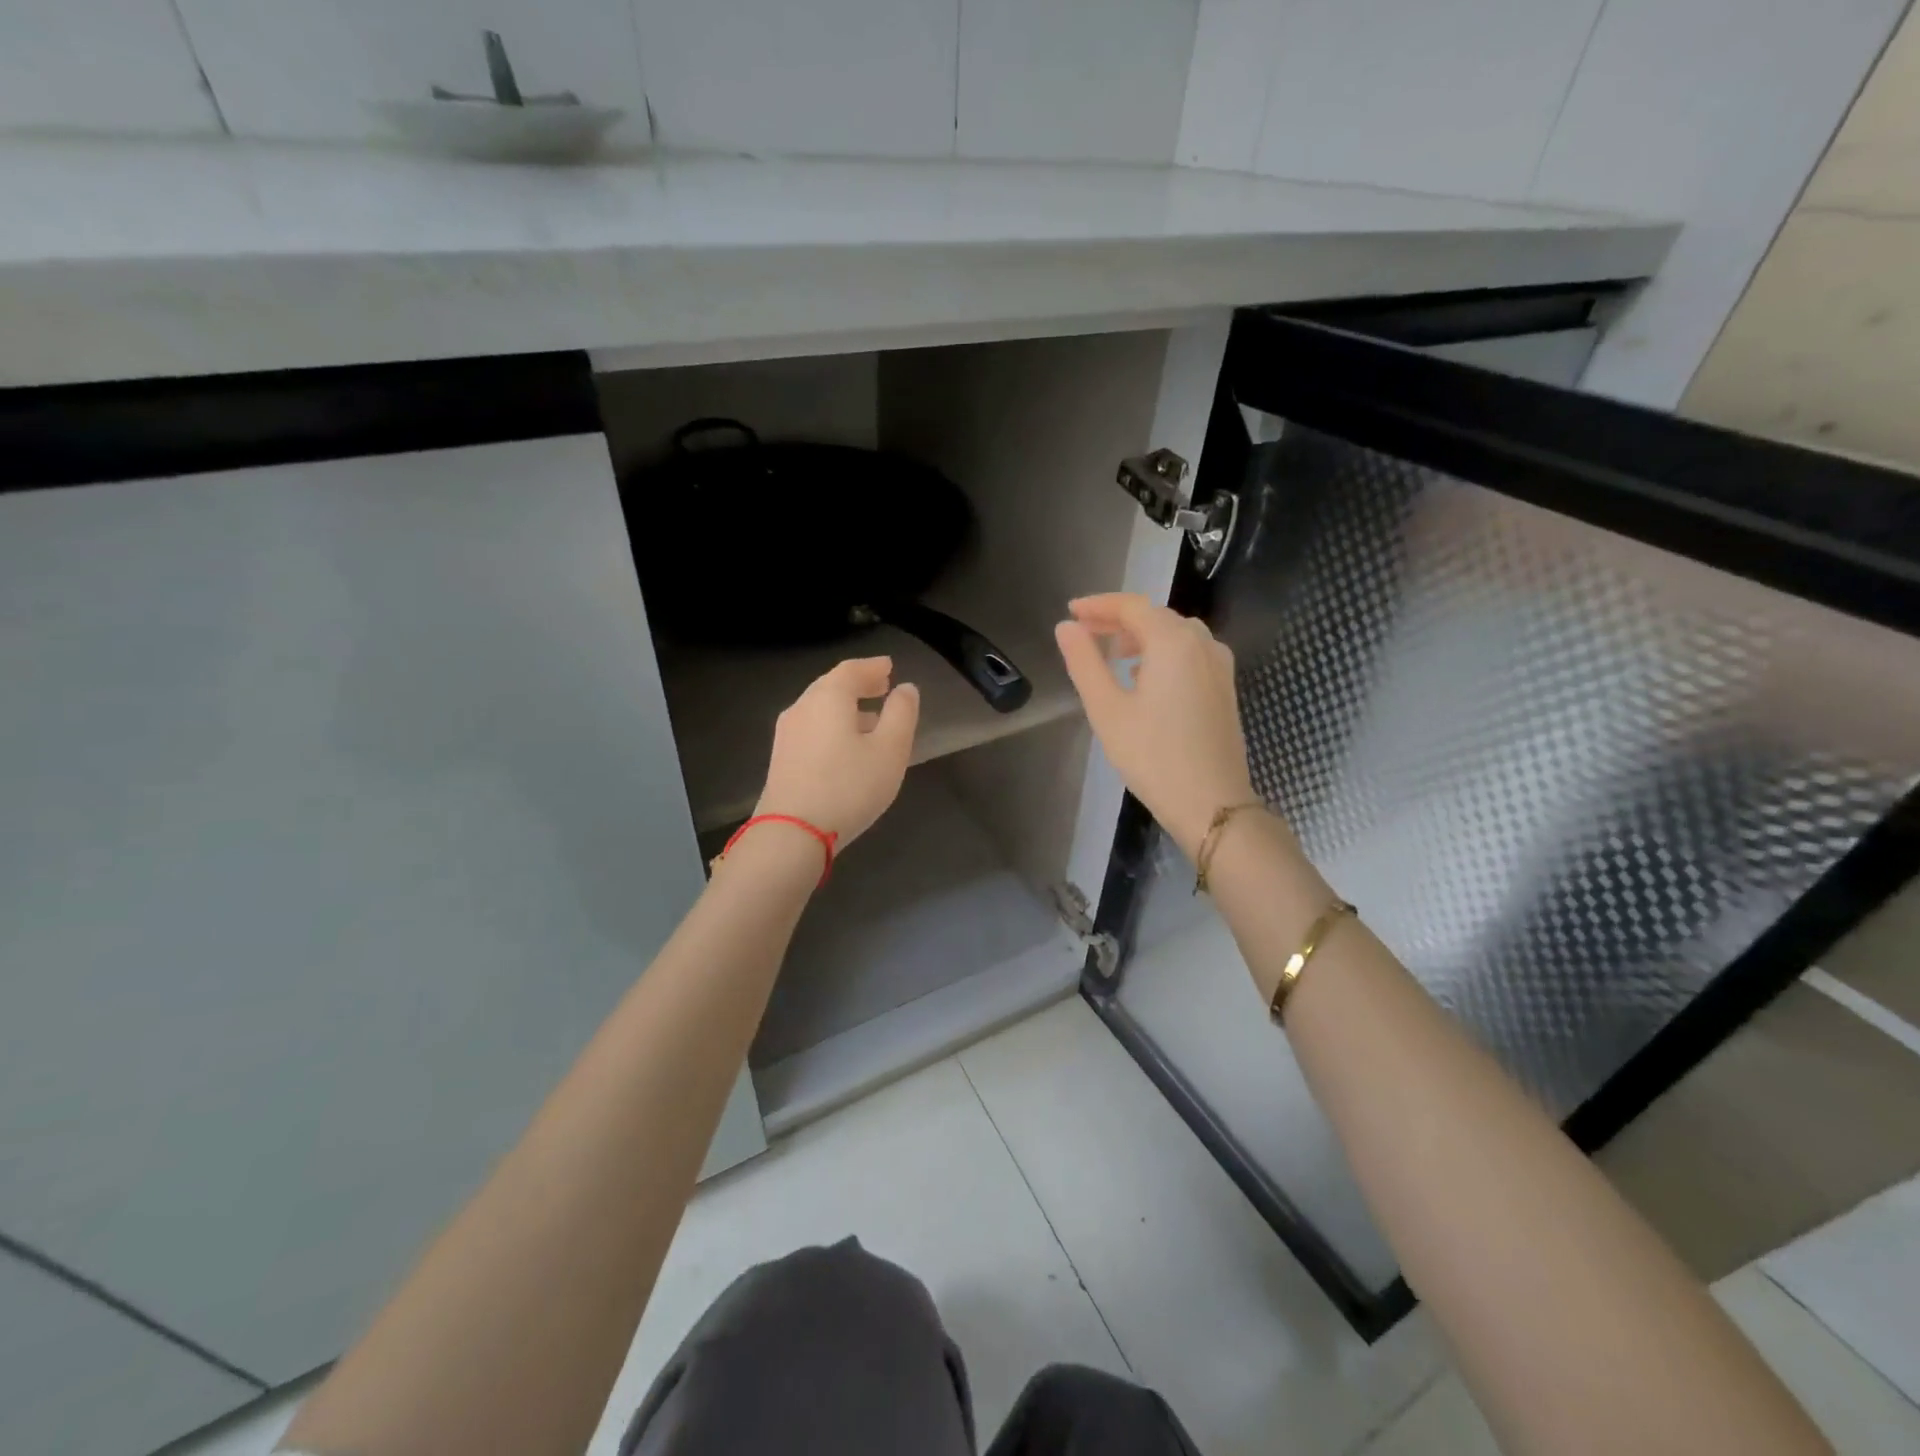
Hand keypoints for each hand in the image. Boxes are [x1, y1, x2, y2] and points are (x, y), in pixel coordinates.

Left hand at [755, 657, 919, 847]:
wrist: (792, 833)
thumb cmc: (849, 786)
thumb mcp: (890, 750)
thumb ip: (902, 714)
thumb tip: (906, 689)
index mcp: (828, 698)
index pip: (851, 670)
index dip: (873, 667)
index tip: (890, 667)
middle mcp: (802, 708)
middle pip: (831, 687)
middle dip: (858, 685)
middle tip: (881, 687)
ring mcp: (787, 735)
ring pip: (820, 710)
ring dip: (846, 708)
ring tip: (871, 720)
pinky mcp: (781, 760)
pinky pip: (812, 730)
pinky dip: (833, 727)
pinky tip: (847, 747)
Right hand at [1055, 594, 1259, 859]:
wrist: (1211, 803)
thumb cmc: (1152, 756)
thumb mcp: (1107, 709)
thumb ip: (1084, 662)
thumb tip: (1065, 627)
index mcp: (1173, 642)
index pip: (1132, 606)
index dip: (1098, 605)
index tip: (1070, 611)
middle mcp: (1202, 643)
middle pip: (1156, 616)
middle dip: (1118, 619)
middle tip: (1085, 633)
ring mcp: (1219, 665)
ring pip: (1175, 633)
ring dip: (1141, 634)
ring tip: (1112, 653)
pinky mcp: (1224, 686)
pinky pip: (1190, 652)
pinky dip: (1162, 651)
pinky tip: (1144, 676)